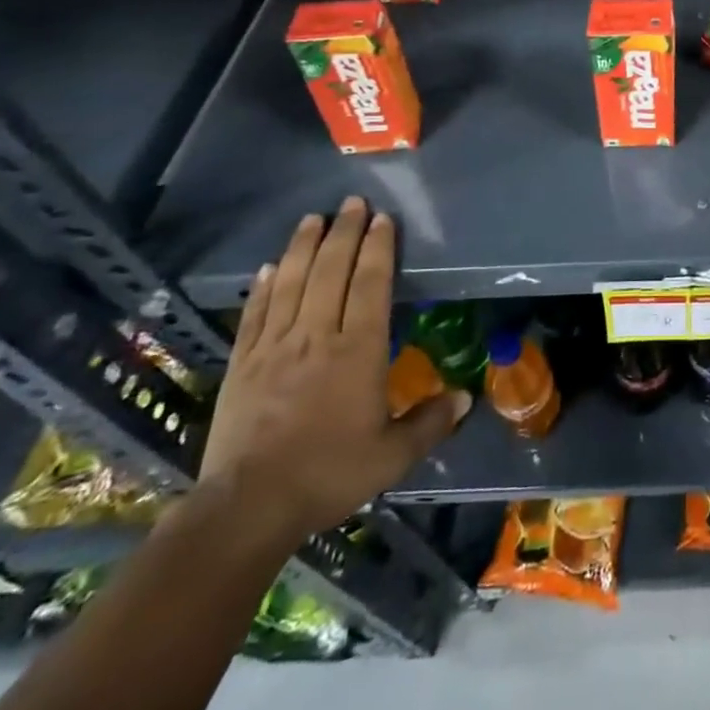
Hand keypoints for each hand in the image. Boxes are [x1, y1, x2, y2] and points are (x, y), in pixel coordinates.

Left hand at [197, 197, 470, 547]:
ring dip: (303, 247)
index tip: (382, 219)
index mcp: (357, 350)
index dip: (378, 248)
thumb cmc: (329, 473)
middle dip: (343, 232)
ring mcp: (274, 347)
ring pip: (291, 283)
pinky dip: (263, 287)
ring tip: (313, 218)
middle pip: (331, 271)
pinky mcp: (243, 364)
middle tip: (351, 202)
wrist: (248, 507)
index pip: (370, 284)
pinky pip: (256, 314)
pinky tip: (268, 268)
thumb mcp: (392, 455)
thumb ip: (430, 422)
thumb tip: (466, 398)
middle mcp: (316, 336)